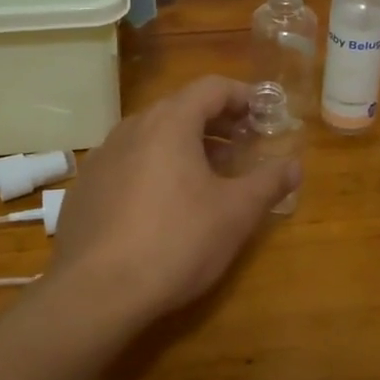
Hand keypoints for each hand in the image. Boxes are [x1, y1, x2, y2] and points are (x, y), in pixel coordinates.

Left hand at [46, 76, 299, 329]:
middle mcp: (131, 128)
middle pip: (180, 109)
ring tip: (208, 176)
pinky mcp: (86, 188)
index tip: (264, 114)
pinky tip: (164, 205)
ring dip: (185, 146)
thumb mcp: (235, 214)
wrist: (97, 291)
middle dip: (216, 123)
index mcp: (169, 123)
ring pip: (151, 137)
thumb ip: (268, 183)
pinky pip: (128, 163)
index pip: (211, 88)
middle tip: (243, 146)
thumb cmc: (177, 241)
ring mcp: (102, 157)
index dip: (243, 96)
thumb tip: (294, 165)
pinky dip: (154, 168)